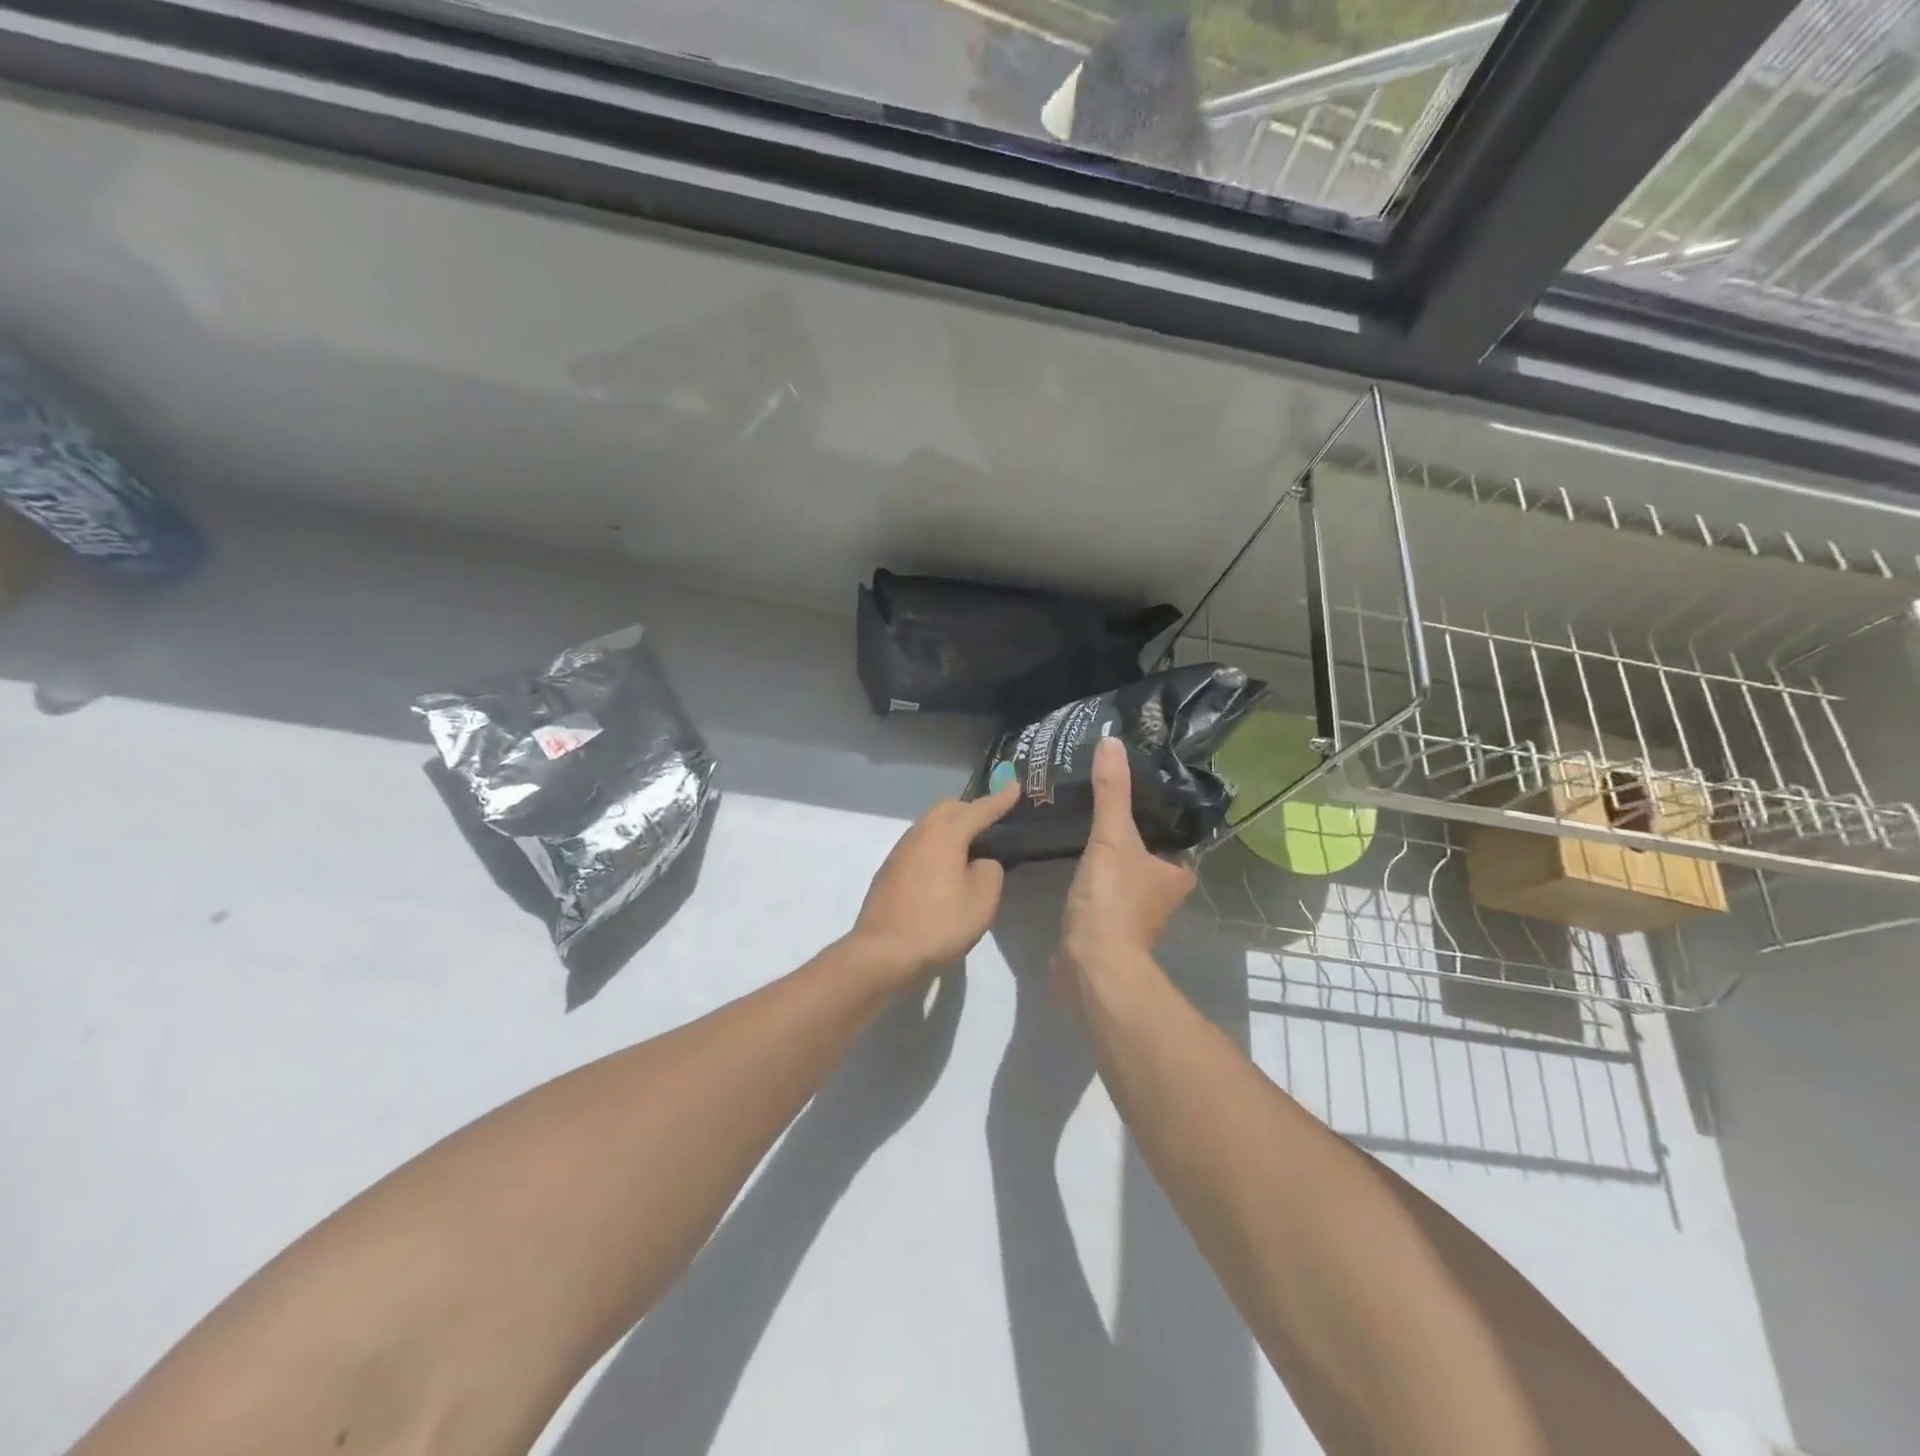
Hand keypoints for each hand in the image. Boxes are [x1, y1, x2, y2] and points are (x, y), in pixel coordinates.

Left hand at [843, 784, 1019, 984]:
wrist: (881, 953)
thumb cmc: (938, 924)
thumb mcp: (981, 902)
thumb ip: (989, 872)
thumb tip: (979, 863)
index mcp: (945, 833)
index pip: (979, 809)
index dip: (1000, 799)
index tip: (1016, 786)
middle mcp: (919, 833)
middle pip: (948, 809)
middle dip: (972, 810)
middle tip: (992, 821)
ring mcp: (900, 851)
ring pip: (930, 826)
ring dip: (952, 829)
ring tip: (971, 847)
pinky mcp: (889, 871)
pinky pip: (920, 846)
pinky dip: (937, 848)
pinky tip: (945, 871)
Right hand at [1058, 738, 1195, 985]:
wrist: (1090, 964)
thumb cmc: (1113, 901)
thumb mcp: (1112, 838)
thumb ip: (1111, 792)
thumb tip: (1111, 741)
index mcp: (1178, 871)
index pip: (1175, 828)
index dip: (1158, 805)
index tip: (1136, 778)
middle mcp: (1164, 891)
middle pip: (1149, 847)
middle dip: (1130, 824)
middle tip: (1104, 789)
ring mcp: (1136, 909)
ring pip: (1126, 866)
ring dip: (1110, 847)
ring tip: (1085, 812)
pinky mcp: (1108, 921)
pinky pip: (1104, 884)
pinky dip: (1094, 869)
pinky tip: (1074, 849)